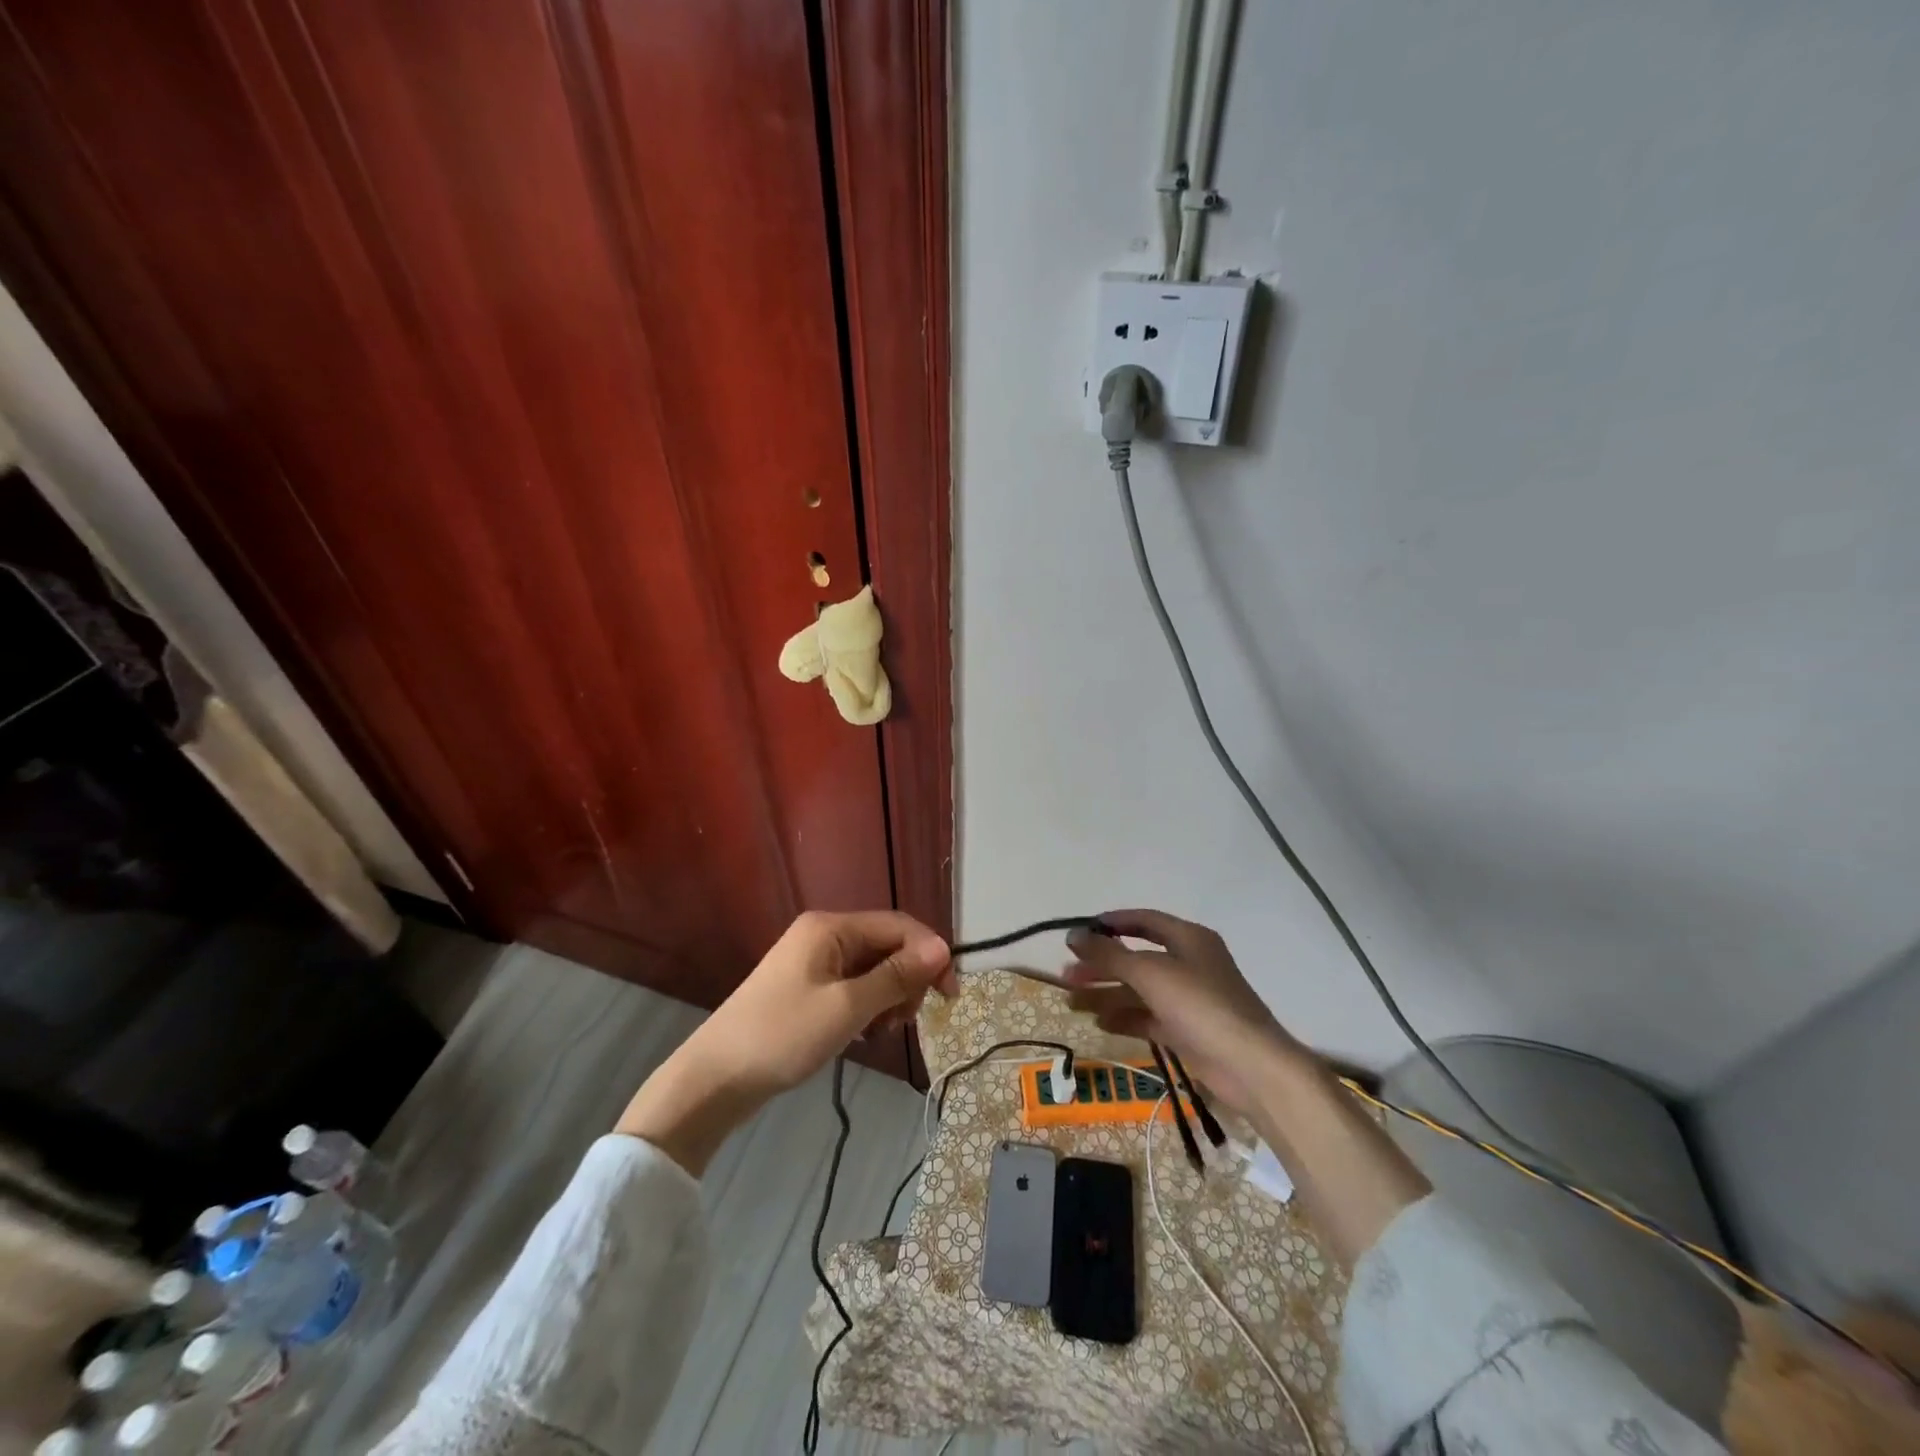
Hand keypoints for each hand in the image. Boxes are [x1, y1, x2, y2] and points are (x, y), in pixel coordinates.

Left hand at [617, 911, 952, 1172]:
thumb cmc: (783, 1036)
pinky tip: (865, 1032)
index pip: (898, 925)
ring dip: (888, 995)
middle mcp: (823, 934)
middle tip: (908, 1020)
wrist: (714, 1079)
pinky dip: (867, 1005)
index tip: (951, 994)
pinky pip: (852, 985)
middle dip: (907, 978)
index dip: (930, 954)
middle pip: (885, 945)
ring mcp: (812, 961)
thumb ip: (896, 976)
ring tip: (884, 1030)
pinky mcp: (806, 987)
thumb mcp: (847, 1007)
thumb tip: (942, 948)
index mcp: (831, 927)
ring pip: (871, 968)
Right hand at [1064, 908, 1306, 1113]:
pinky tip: (1099, 1022)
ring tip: (1072, 1002)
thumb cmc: (1201, 1005)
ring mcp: (1189, 999)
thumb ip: (1109, 954)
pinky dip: (1124, 1018)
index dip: (1112, 924)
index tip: (1080, 933)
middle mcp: (1189, 963)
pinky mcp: (1187, 1031)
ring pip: (1139, 990)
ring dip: (1107, 994)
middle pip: (1137, 958)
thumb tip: (1073, 936)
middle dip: (1102, 966)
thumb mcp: (1151, 973)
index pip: (1144, 921)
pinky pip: (1148, 1017)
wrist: (1251, 1066)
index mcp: (1188, 938)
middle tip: (1067, 975)